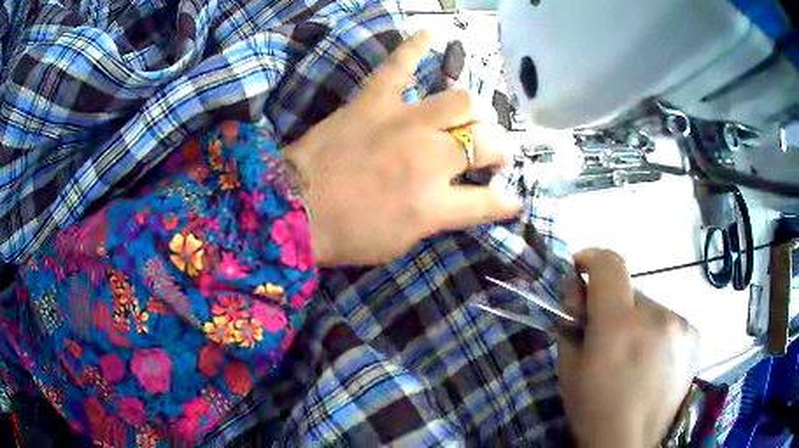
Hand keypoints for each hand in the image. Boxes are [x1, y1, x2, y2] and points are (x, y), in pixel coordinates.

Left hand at [283, 31, 519, 265]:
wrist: (289, 209)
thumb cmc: (345, 235)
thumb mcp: (401, 242)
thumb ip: (439, 218)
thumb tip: (463, 200)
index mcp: (434, 204)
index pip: (489, 201)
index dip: (506, 202)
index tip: (512, 200)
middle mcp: (429, 158)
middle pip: (485, 140)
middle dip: (496, 149)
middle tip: (489, 154)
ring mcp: (402, 123)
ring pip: (462, 101)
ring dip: (474, 112)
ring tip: (470, 117)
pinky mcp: (373, 101)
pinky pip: (400, 64)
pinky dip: (417, 46)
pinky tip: (433, 33)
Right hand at [558, 249, 699, 447]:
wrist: (630, 442)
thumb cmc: (593, 410)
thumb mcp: (569, 369)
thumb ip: (571, 323)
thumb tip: (576, 289)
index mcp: (620, 326)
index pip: (610, 264)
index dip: (592, 258)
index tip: (580, 268)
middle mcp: (657, 316)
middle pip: (630, 290)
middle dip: (614, 307)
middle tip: (607, 339)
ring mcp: (680, 325)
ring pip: (651, 307)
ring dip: (637, 322)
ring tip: (632, 357)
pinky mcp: (694, 335)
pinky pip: (669, 321)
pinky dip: (656, 333)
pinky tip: (652, 362)